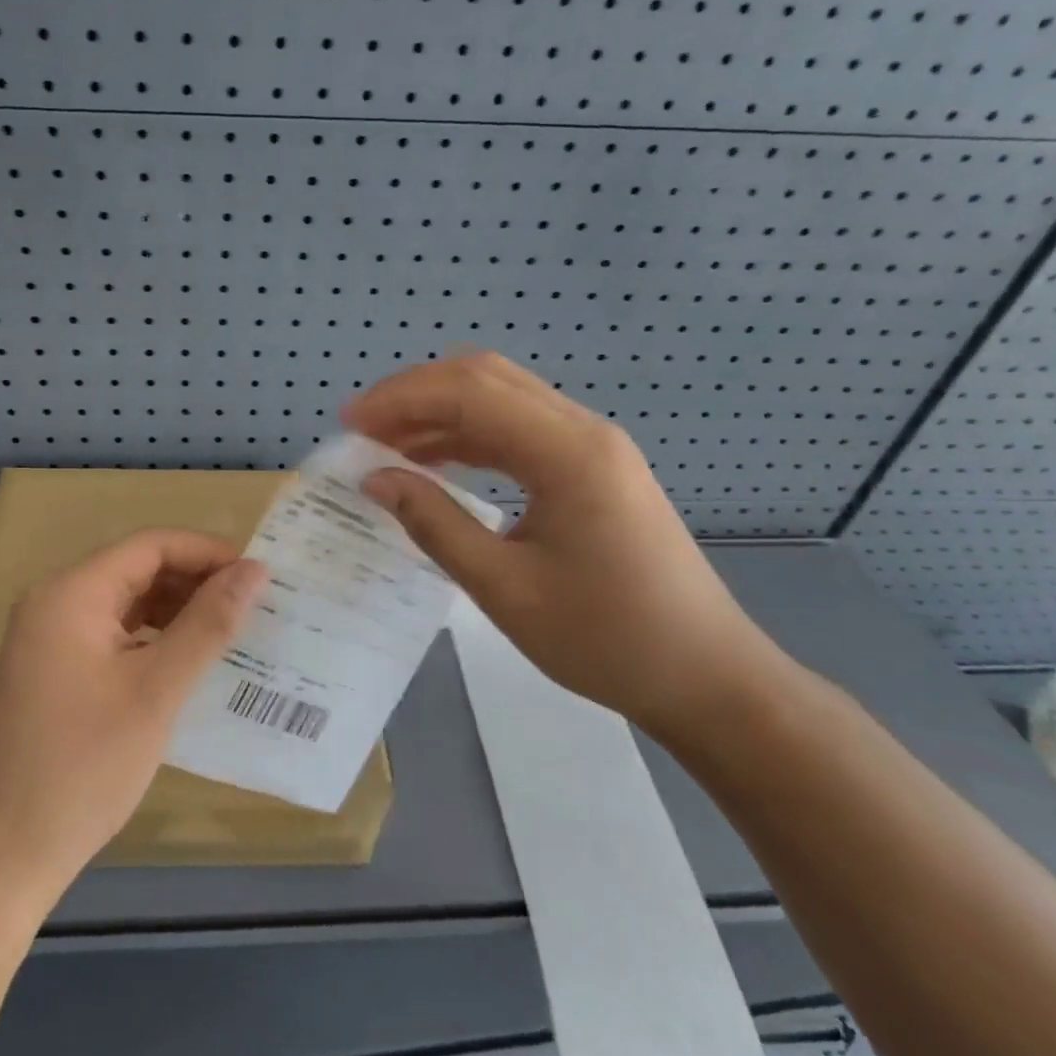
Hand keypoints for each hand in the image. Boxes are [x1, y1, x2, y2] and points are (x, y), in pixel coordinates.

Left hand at [0, 529, 265, 906]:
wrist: (8, 853)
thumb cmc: (85, 765)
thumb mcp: (157, 690)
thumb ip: (208, 624)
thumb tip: (255, 570)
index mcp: (71, 594)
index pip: (150, 546)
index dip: (207, 552)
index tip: (259, 575)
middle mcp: (55, 602)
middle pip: (137, 569)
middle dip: (195, 581)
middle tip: (253, 606)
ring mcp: (49, 637)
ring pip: (126, 602)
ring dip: (177, 610)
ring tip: (230, 631)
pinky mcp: (53, 669)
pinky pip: (113, 634)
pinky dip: (153, 638)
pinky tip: (188, 660)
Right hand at [343, 354, 785, 732]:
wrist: (706, 676)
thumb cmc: (606, 640)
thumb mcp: (504, 588)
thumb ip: (434, 524)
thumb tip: (376, 479)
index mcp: (567, 453)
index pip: (469, 393)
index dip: (400, 399)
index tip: (349, 425)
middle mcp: (583, 431)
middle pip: (486, 378)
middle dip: (416, 394)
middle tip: (363, 428)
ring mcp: (594, 447)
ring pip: (503, 399)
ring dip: (441, 413)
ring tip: (387, 445)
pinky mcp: (594, 468)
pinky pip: (520, 431)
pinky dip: (470, 436)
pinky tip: (436, 463)